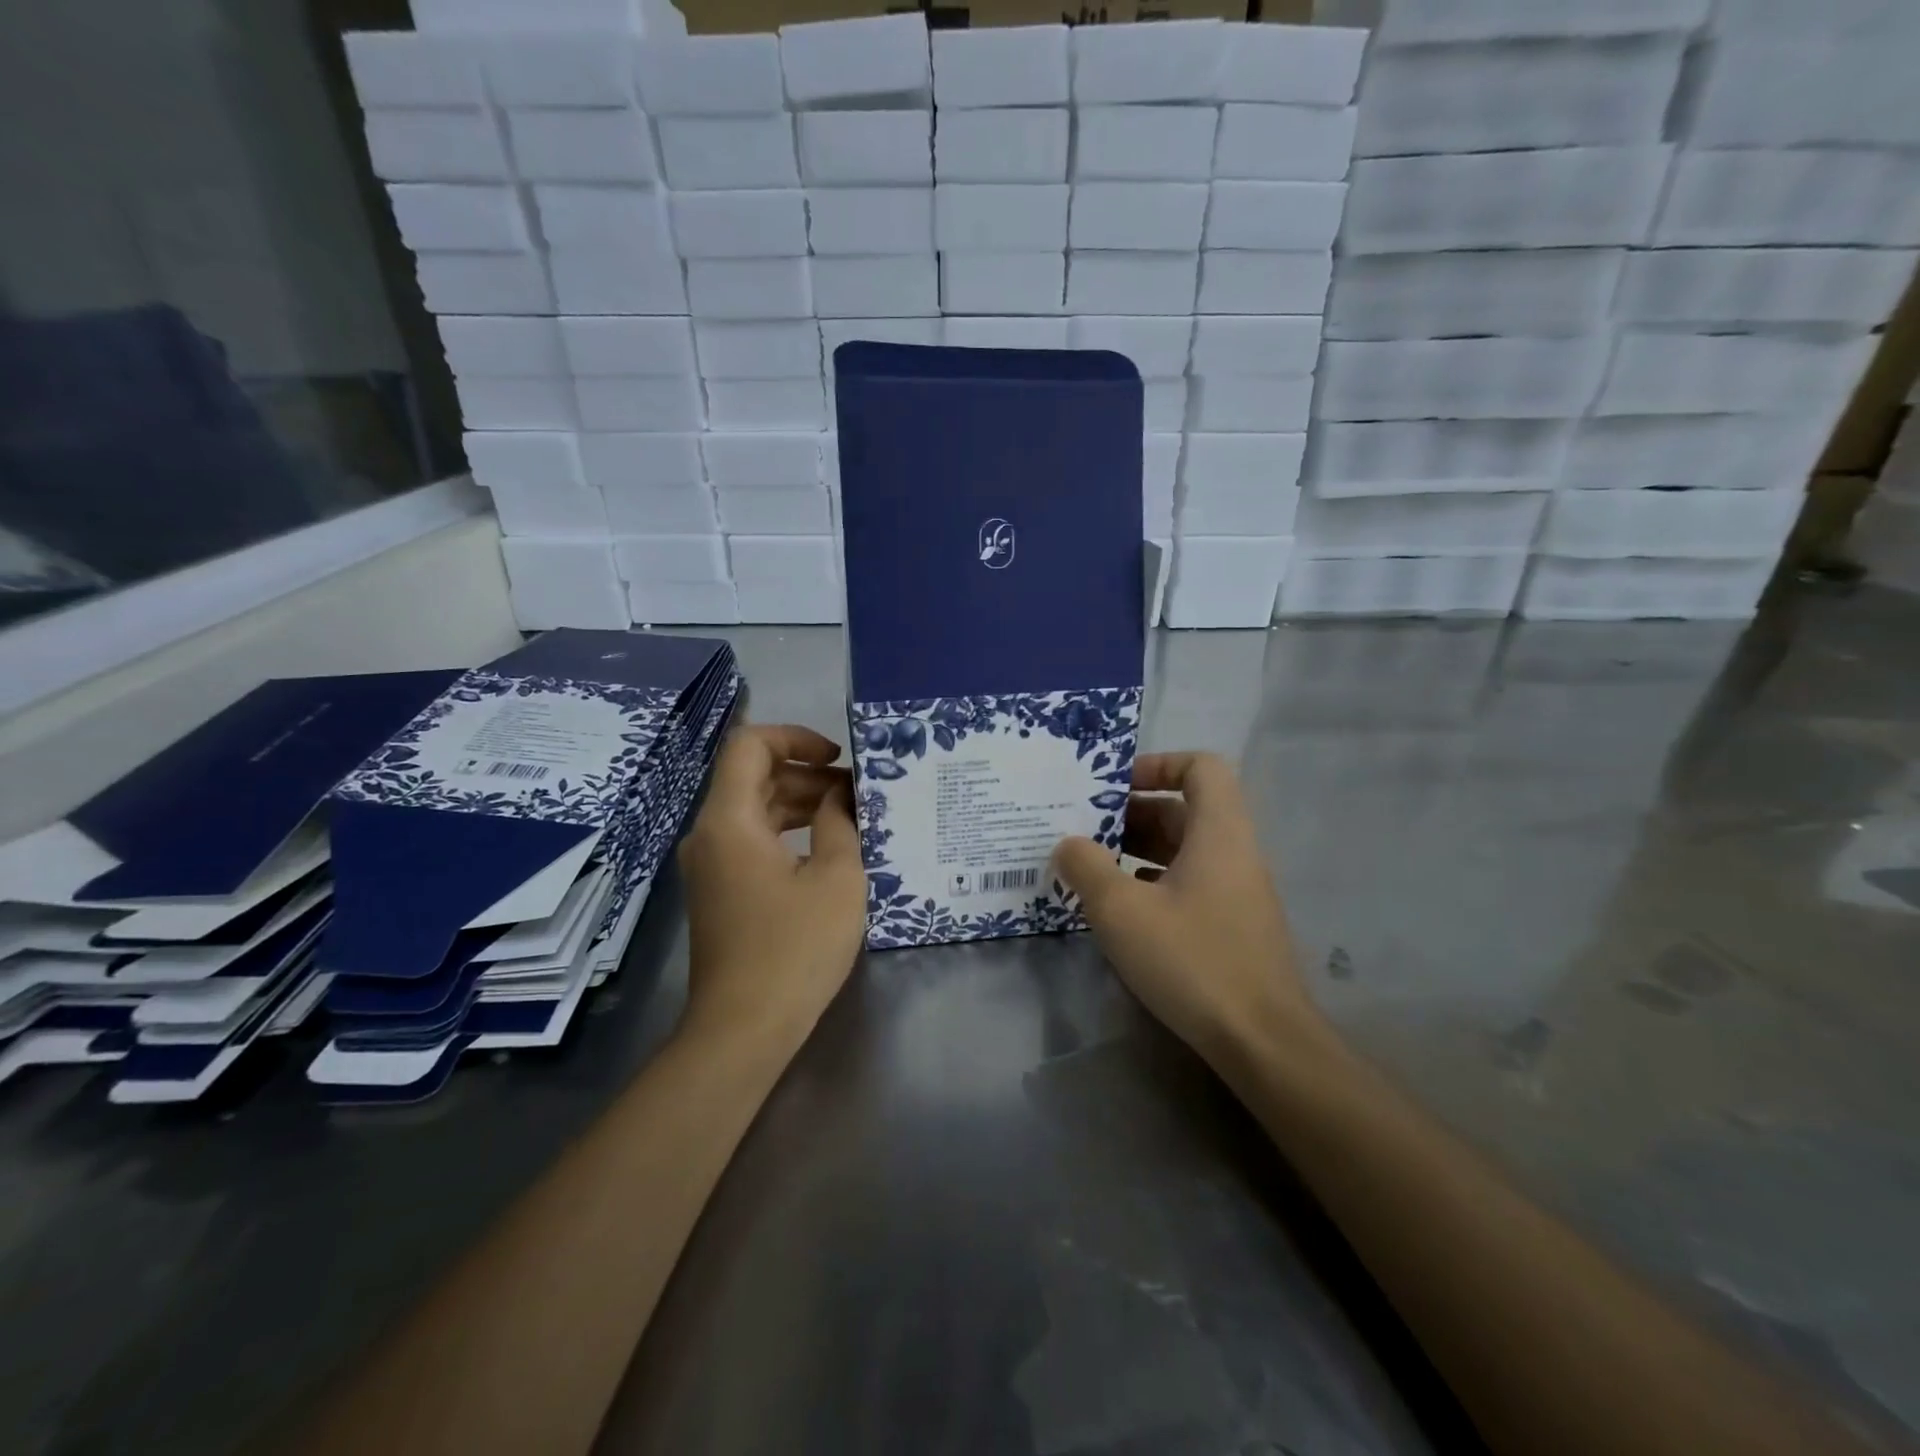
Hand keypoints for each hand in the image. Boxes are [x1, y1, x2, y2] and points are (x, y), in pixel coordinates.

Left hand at [677, 724, 866, 1051]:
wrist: (743, 1028)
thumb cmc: (795, 947)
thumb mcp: (836, 877)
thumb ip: (839, 822)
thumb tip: (839, 794)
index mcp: (729, 821)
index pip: (749, 746)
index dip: (795, 737)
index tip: (836, 757)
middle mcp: (709, 834)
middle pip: (752, 777)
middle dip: (806, 774)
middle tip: (857, 792)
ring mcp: (710, 865)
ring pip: (753, 810)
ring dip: (799, 804)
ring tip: (850, 817)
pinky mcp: (719, 891)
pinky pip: (751, 841)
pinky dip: (786, 832)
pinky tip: (826, 849)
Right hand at [1053, 752, 1323, 1064]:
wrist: (1262, 1041)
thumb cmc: (1192, 959)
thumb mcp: (1121, 910)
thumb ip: (1086, 867)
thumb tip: (1068, 844)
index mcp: (1218, 832)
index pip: (1201, 766)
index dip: (1157, 764)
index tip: (1114, 788)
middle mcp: (1234, 852)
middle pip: (1184, 809)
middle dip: (1131, 813)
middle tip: (1083, 829)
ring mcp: (1237, 892)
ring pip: (1184, 849)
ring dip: (1137, 850)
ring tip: (1090, 867)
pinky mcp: (1233, 926)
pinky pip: (1189, 883)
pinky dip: (1153, 882)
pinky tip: (1120, 909)